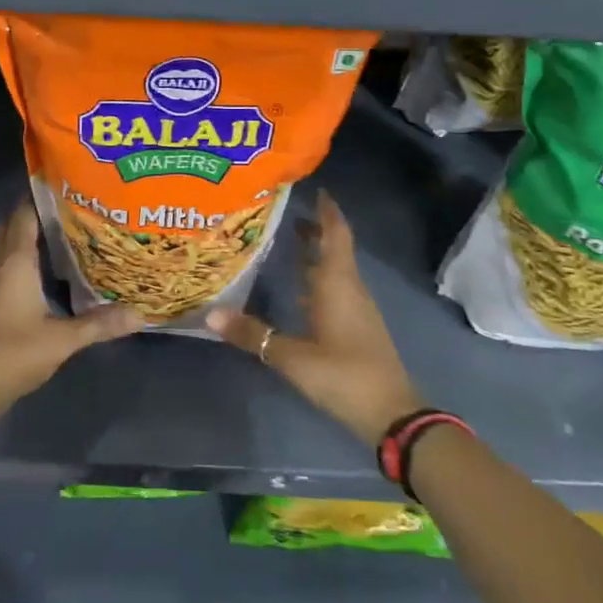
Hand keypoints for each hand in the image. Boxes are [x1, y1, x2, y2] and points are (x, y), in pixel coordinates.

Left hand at [0, 200, 142, 421]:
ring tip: (68, 229)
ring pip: (9, 243)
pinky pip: (7, 261)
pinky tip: (50, 265)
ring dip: (31, 233)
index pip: (24, 213)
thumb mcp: (60, 341)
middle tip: (73, 205)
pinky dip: (26, 254)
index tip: (69, 183)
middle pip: (15, 224)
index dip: (42, 195)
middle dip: (39, 211)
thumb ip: (98, 325)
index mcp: (15, 262)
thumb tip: (139, 314)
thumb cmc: (12, 354)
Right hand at [210, 191, 423, 446]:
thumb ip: (253, 335)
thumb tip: (210, 314)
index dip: (327, 210)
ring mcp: (355, 309)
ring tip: (285, 240)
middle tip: (283, 211)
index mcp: (338, 284)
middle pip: (333, 248)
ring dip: (314, 252)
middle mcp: (349, 288)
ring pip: (334, 269)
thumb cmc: (345, 375)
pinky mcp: (356, 327)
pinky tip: (297, 287)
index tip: (313, 188)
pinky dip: (316, 278)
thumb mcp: (293, 357)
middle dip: (313, 228)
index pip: (335, 234)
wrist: (393, 415)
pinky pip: (334, 289)